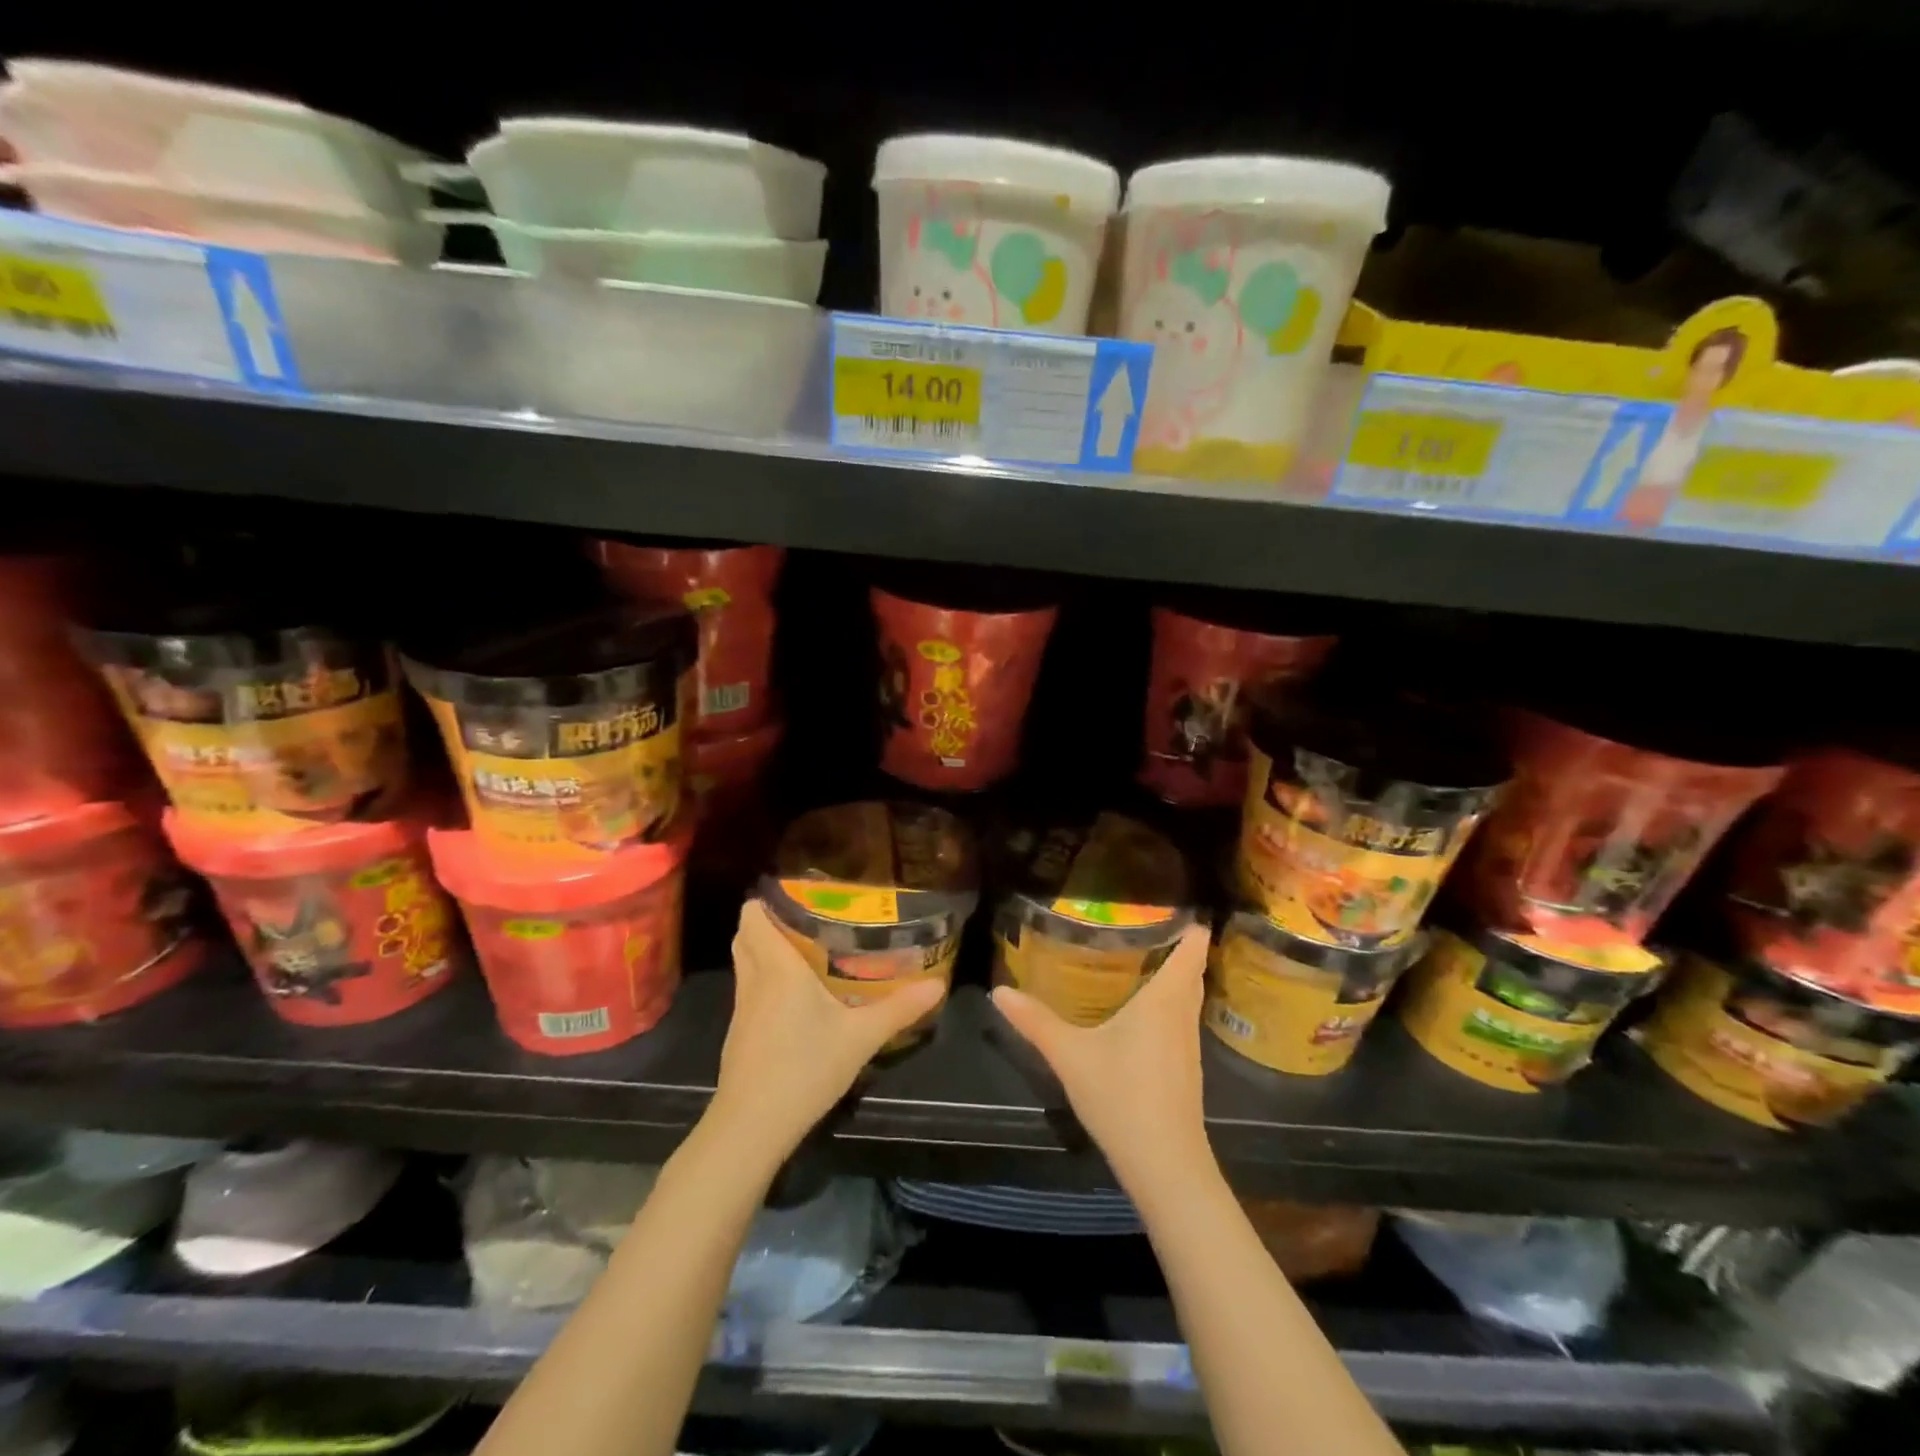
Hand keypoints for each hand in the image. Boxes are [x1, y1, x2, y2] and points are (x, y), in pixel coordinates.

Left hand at [710, 900, 947, 1165]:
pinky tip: (795, 996)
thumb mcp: (860, 1038)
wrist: (752, 1126)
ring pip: (746, 962)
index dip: (768, 899)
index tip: (799, 891)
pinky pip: (749, 989)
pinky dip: (764, 978)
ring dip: (765, 949)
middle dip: (769, 920)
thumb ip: (899, 1009)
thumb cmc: (804, 1069)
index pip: (753, 917)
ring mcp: (742, 1007)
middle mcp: (754, 979)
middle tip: (809, 917)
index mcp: (777, 967)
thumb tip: (938, 985)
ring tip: (805, 948)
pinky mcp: (739, 1033)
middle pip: (746, 934)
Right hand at [991, 923, 1215, 1196]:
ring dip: (1176, 974)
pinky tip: (1143, 1009)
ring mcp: (1189, 1044)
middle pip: (1193, 969)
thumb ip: (1035, 1021)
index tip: (1173, 902)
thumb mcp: (1070, 1056)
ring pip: (1189, 996)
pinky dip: (1171, 1001)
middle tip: (1146, 921)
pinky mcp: (1186, 1068)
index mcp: (1164, 1000)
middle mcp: (1183, 1015)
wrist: (1166, 1165)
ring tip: (1144, 954)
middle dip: (1180, 944)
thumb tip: (998, 991)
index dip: (1191, 923)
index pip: (1194, 949)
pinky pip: (1183, 1018)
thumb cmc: (1122, 1097)